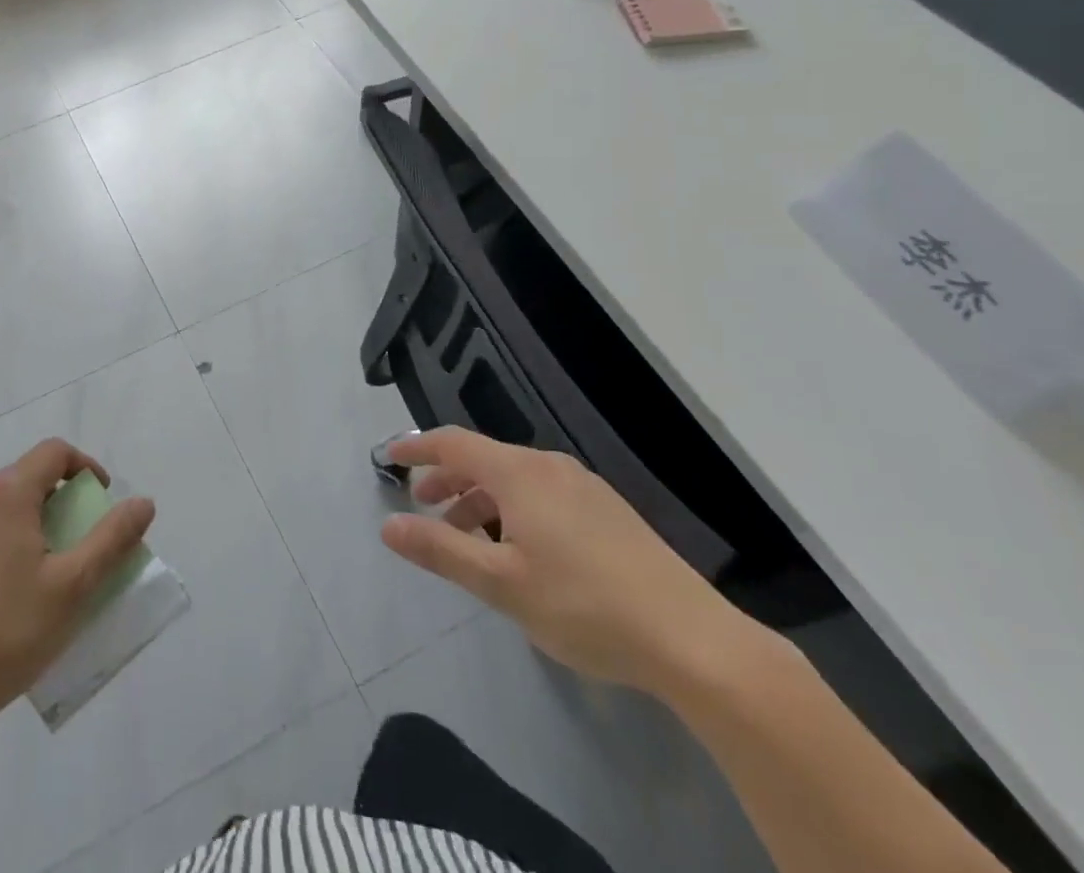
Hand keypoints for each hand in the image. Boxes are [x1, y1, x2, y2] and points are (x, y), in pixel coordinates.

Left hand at [0, 439, 156, 736]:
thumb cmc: (6, 634)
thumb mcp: (73, 587)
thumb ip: (112, 539)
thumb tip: (143, 502)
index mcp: (7, 493)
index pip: (55, 452)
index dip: (86, 467)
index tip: (101, 501)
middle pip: (28, 477)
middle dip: (61, 500)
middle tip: (79, 543)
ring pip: (2, 505)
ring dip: (31, 522)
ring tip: (45, 572)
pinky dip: (2, 543)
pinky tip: (5, 594)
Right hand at [379, 428, 764, 699]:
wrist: (695, 641)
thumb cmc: (584, 606)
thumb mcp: (500, 583)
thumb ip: (440, 550)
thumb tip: (388, 527)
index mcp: (520, 473)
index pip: (453, 443)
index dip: (416, 448)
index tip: (388, 457)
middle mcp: (549, 467)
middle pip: (483, 459)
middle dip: (447, 478)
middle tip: (423, 506)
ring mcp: (584, 487)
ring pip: (514, 479)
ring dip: (480, 499)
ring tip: (467, 537)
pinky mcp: (608, 512)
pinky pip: (542, 494)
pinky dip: (512, 509)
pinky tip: (519, 549)